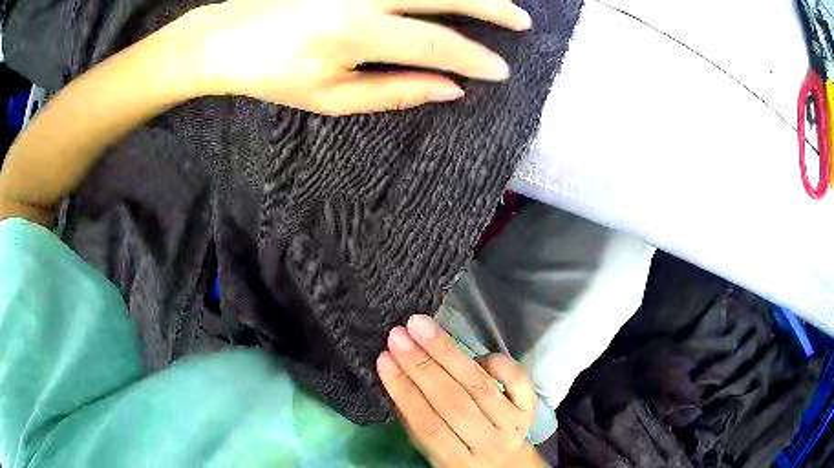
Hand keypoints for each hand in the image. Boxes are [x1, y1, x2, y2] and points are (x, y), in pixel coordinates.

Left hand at [174, 0, 530, 114]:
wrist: (227, 38)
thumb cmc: (274, 74)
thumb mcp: (332, 97)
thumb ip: (396, 91)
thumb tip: (451, 90)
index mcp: (359, 33)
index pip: (438, 44)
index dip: (475, 59)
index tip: (500, 70)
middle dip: (490, 7)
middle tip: (521, 20)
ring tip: (498, 1)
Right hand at [377, 315, 544, 467]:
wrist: (504, 462)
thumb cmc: (458, 451)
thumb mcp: (430, 449)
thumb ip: (414, 420)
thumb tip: (395, 376)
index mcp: (455, 459)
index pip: (426, 424)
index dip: (404, 391)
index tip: (383, 359)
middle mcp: (487, 443)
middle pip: (453, 401)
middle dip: (421, 365)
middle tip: (398, 335)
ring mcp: (512, 424)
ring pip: (479, 386)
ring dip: (447, 353)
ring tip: (421, 327)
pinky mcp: (530, 408)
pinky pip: (518, 380)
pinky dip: (497, 362)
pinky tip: (476, 351)